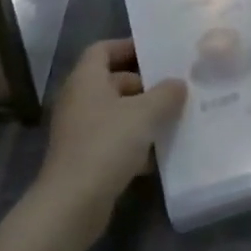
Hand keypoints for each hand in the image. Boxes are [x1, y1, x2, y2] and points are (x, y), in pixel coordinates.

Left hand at [34, 39, 185, 234]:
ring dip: (141, 115)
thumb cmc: (107, 145)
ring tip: (172, 119)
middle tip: (173, 89)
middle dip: (143, 85)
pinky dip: (133, 142)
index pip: (103, 49)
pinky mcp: (84, 157)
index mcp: (86, 80)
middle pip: (112, 81)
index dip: (128, 47)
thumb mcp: (145, 114)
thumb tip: (178, 84)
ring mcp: (79, 130)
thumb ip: (166, 94)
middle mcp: (79, 100)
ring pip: (115, 112)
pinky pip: (112, 139)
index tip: (156, 53)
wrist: (72, 203)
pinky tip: (157, 154)